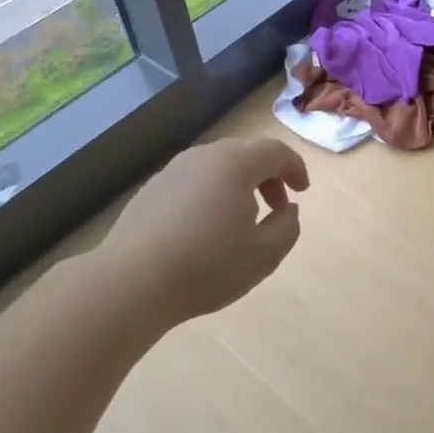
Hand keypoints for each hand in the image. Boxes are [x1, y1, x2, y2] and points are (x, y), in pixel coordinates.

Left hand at [103, 137, 310, 323]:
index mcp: (235, 163)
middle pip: (245, 153)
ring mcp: (172, 171)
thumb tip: (287, 209)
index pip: (275, 150)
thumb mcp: (265, 254)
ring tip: (242, 221)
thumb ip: (288, 227)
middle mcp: (203, 157)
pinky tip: (205, 230)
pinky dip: (210, 195)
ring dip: (239, 186)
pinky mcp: (150, 191)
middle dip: (268, 176)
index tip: (302, 193)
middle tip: (277, 207)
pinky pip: (193, 182)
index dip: (295, 168)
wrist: (131, 282)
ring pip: (217, 167)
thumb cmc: (207, 265)